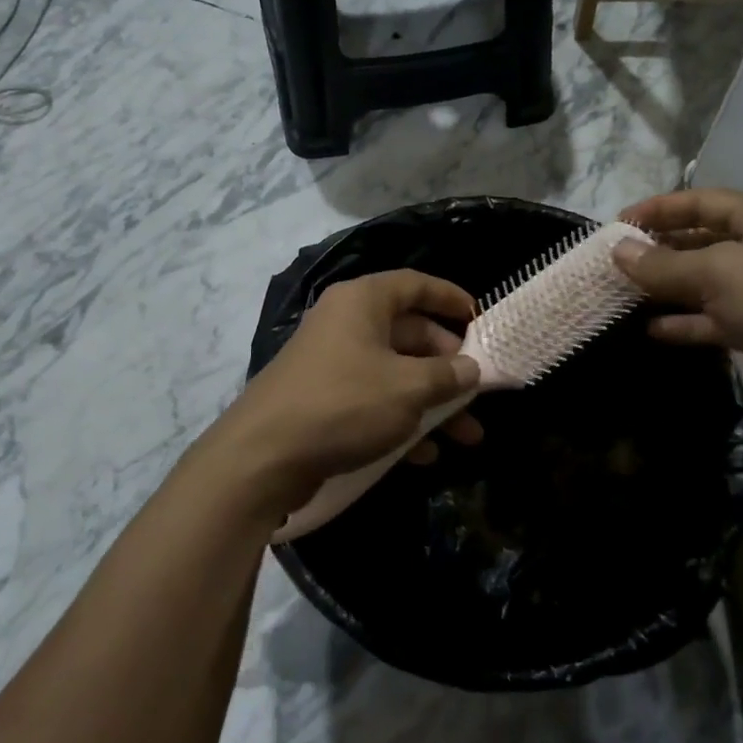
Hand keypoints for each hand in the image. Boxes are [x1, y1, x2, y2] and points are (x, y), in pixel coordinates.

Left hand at [206, 270, 484, 517]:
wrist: (262, 457)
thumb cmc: (344, 404)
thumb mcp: (407, 388)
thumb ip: (447, 376)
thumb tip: (471, 370)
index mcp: (362, 302)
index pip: (414, 284)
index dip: (450, 298)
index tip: (480, 319)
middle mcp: (345, 324)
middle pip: (409, 333)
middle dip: (448, 366)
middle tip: (477, 390)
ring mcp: (331, 363)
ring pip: (395, 374)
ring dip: (433, 403)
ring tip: (468, 436)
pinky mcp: (322, 400)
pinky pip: (373, 401)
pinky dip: (401, 422)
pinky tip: (425, 455)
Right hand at [614, 189, 742, 423]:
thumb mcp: (720, 273)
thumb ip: (665, 264)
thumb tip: (618, 251)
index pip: (703, 202)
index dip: (660, 208)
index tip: (619, 223)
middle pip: (701, 241)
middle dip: (659, 249)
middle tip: (617, 261)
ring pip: (704, 283)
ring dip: (666, 288)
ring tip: (624, 293)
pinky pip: (712, 320)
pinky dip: (683, 323)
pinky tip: (650, 329)